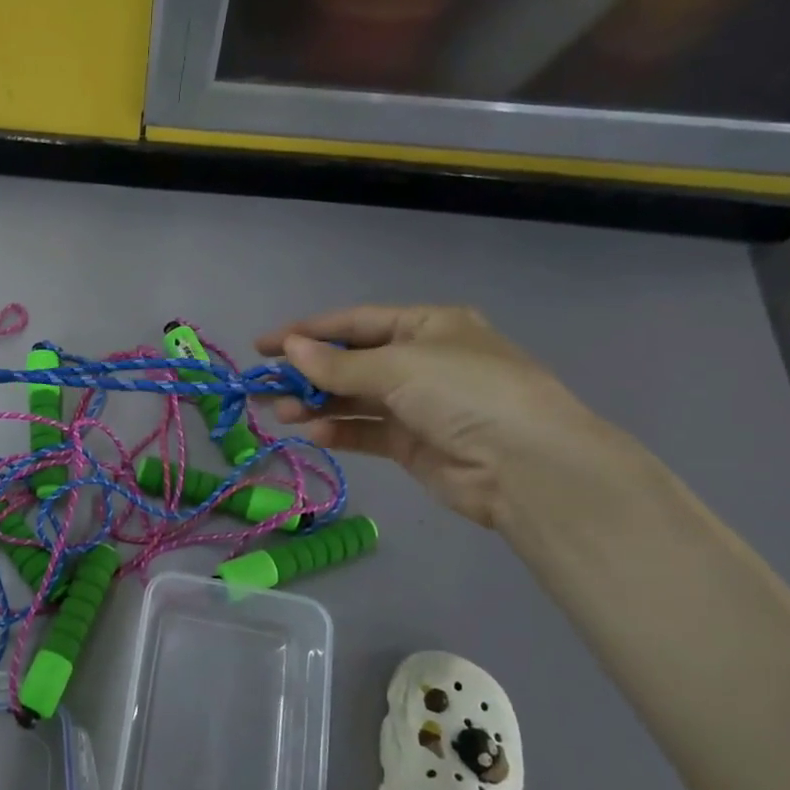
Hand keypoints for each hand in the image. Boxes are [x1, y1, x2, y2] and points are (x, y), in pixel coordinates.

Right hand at [257, 305, 625, 529]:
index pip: (355, 322)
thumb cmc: (465, 393)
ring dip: (316, 403)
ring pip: (354, 399)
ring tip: (280, 411)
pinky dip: (339, 430)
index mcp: (427, 326)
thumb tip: (289, 349)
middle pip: (350, 361)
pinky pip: (367, 431)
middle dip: (307, 372)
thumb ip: (338, 364)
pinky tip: (313, 432)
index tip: (263, 345)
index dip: (308, 331)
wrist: (526, 467)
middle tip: (263, 384)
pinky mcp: (414, 444)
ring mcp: (418, 404)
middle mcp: (422, 361)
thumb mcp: (398, 367)